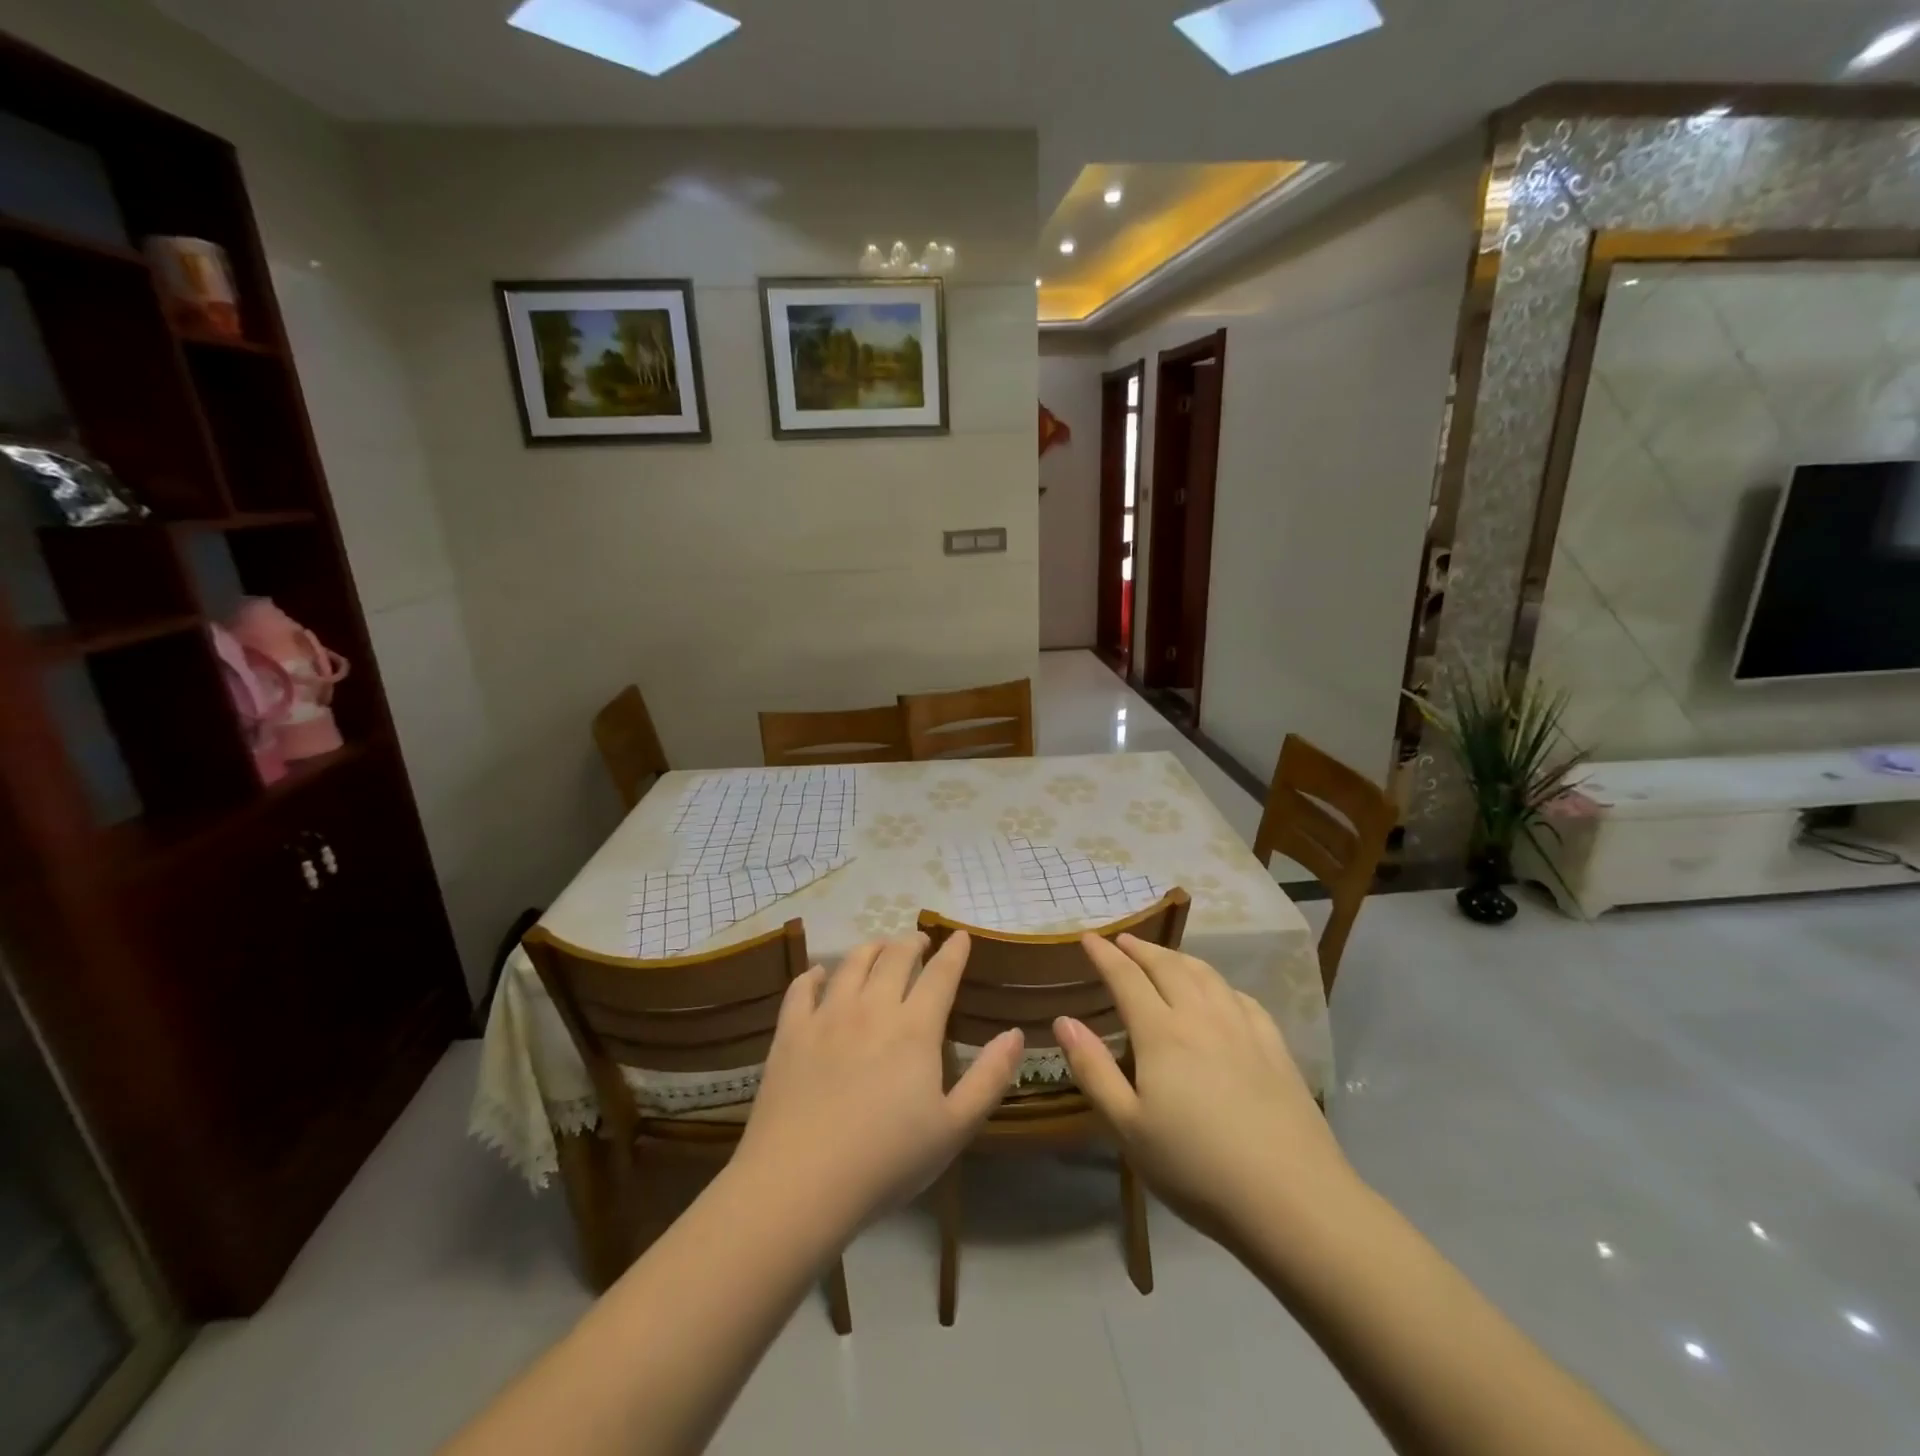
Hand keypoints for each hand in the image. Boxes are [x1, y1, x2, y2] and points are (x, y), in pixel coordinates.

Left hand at [736, 932, 1024, 1234]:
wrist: (800, 1183)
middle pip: (895, 957)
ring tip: (879, 949)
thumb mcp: (954, 1128)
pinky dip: (814, 974)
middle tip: (920, 942)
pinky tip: (819, 974)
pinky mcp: (790, 1033)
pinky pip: (802, 988)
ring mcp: (826, 1016)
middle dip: (912, 943)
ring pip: (851, 963)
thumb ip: (989, 1077)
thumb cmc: (886, 1161)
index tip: (961, 935)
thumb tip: (1014, 1034)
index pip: (940, 974)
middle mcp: (871, 1008)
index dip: (954, 951)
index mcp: (914, 1028)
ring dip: (871, 949)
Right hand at [1056, 933, 1355, 1245]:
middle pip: (1167, 966)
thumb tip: (1064, 1020)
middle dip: (1140, 949)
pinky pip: (1240, 997)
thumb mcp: (1128, 1127)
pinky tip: (1219, 992)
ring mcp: (1243, 1028)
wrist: (1292, 1199)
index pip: (1126, 978)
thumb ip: (1093, 1069)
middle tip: (1122, 940)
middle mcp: (1201, 1016)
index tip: (1088, 937)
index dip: (1104, 955)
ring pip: (1206, 974)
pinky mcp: (1274, 1047)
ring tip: (1163, 956)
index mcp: (1161, 1033)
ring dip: (1178, 957)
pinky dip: (1218, 982)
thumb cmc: (1196, 1167)